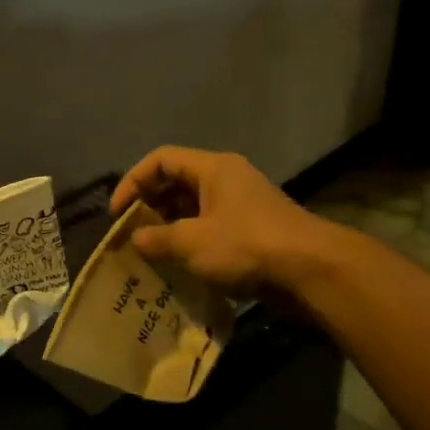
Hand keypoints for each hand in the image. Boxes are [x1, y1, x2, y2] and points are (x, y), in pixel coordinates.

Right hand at [110, 146, 328, 296]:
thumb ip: (157, 239)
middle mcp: (227, 178)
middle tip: (131, 233)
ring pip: (194, 207)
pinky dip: (191, 240)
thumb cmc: (246, 245)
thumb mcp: (192, 242)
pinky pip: (211, 226)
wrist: (312, 270)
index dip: (133, 181)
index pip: (161, 160)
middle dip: (149, 206)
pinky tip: (179, 265)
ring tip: (150, 252)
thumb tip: (135, 240)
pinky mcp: (253, 229)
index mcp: (212, 168)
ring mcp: (242, 204)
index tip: (117, 212)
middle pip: (177, 182)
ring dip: (169, 226)